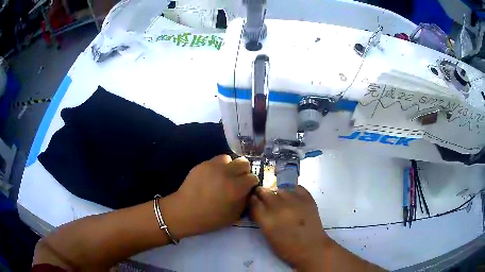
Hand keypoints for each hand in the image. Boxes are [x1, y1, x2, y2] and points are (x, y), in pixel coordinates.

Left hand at [161, 155, 257, 238]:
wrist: (185, 211)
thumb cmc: (210, 218)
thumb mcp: (234, 215)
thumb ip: (245, 201)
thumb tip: (249, 191)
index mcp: (236, 188)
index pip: (253, 177)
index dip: (251, 183)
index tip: (247, 188)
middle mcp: (227, 173)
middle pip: (244, 163)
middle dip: (244, 171)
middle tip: (238, 180)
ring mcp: (213, 166)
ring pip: (229, 158)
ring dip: (230, 166)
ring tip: (224, 176)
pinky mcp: (202, 164)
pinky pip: (216, 160)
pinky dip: (218, 167)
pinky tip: (213, 176)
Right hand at [250, 186, 327, 270]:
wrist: (311, 248)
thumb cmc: (287, 248)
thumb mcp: (267, 235)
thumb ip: (261, 219)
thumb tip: (258, 206)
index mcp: (267, 219)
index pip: (253, 202)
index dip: (252, 200)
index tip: (253, 201)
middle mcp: (279, 207)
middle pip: (264, 192)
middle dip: (262, 194)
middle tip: (264, 198)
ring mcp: (294, 201)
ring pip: (279, 189)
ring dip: (276, 193)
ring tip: (280, 200)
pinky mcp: (307, 199)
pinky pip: (296, 187)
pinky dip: (292, 190)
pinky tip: (292, 197)